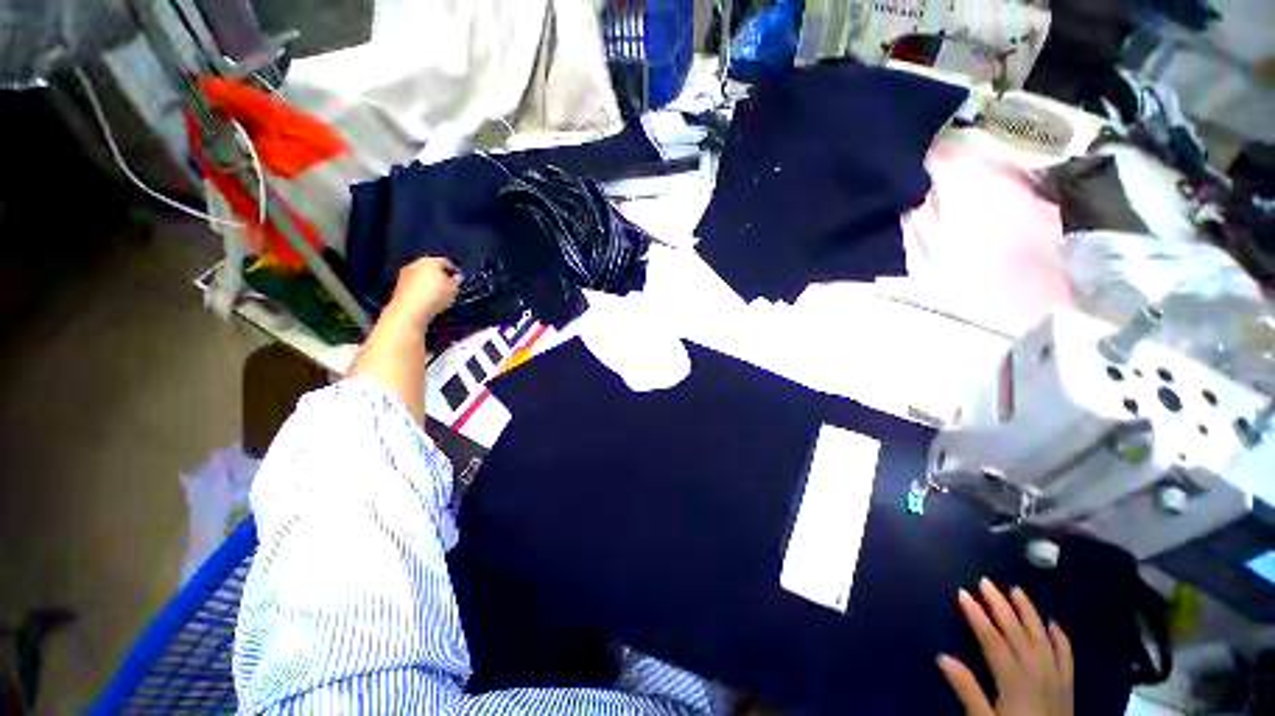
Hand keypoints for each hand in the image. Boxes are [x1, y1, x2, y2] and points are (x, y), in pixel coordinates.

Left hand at [384, 256, 461, 328]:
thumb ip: (456, 281)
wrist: (410, 310)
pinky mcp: (399, 285)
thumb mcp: (453, 289)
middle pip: (431, 267)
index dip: (453, 270)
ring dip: (429, 281)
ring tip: (437, 293)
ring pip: (421, 274)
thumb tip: (457, 277)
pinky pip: (414, 283)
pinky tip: (426, 298)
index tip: (458, 279)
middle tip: (448, 285)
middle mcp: (416, 263)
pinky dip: (420, 288)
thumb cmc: (435, 296)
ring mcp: (405, 273)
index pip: (445, 262)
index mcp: (431, 261)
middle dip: (440, 275)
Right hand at [937, 579, 1073, 715]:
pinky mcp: (1068, 684)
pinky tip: (1053, 624)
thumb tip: (942, 657)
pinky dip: (1060, 637)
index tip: (963, 593)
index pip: (992, 639)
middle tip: (985, 582)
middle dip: (1000, 605)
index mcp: (1013, 678)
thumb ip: (967, 690)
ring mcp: (1055, 675)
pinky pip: (1066, 655)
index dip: (977, 615)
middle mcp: (1035, 670)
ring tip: (1017, 590)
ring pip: (1041, 636)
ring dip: (1028, 612)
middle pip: (1016, 631)